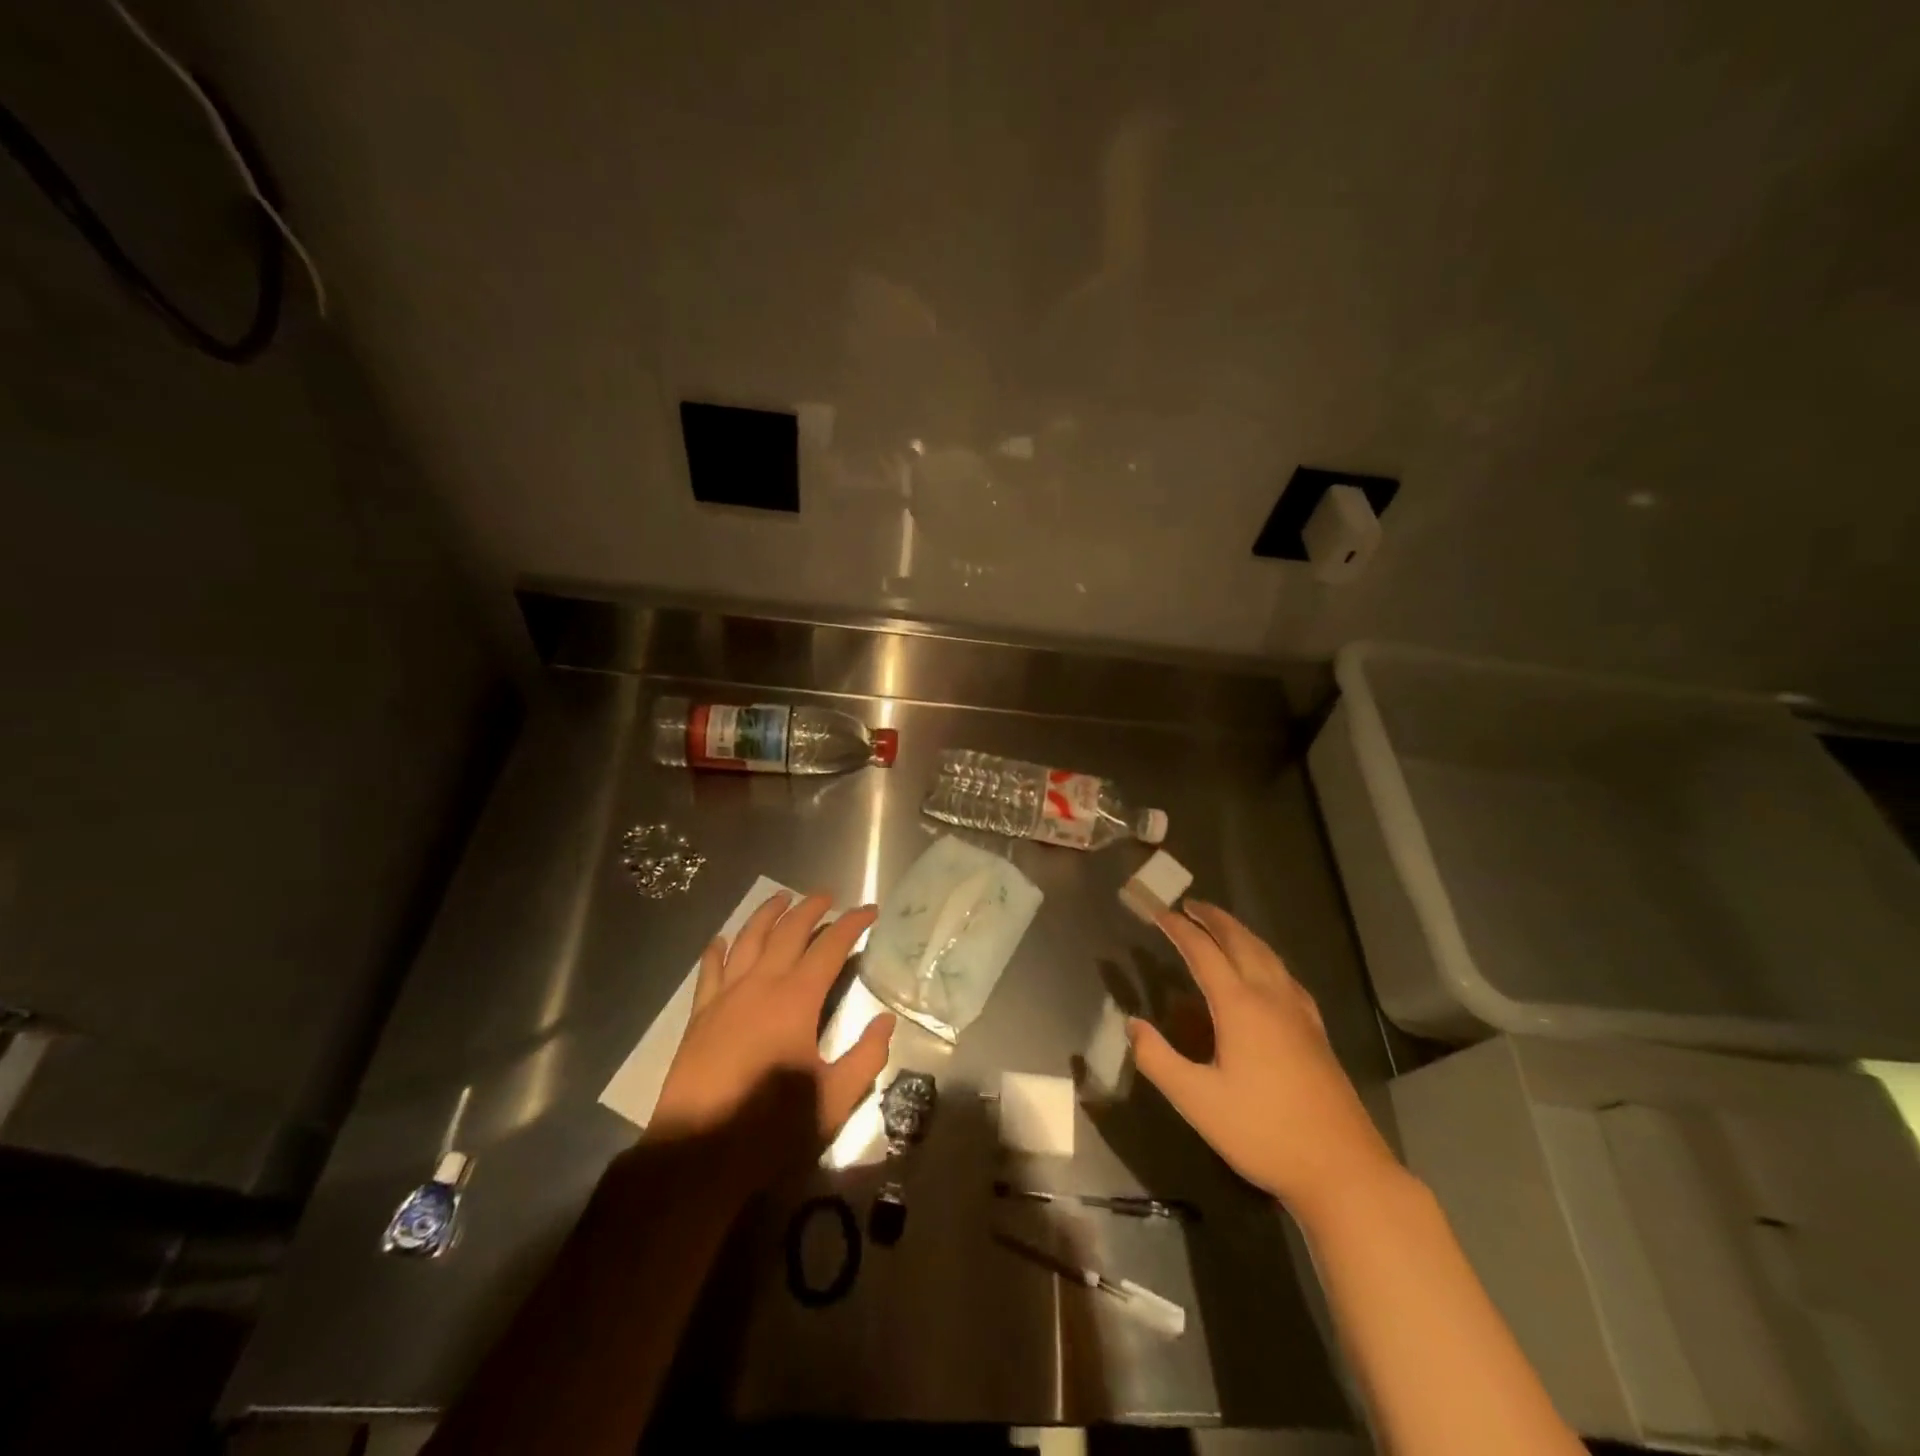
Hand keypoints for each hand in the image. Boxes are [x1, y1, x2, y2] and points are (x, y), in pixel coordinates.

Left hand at [648, 892, 894, 1179]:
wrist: (697, 1154)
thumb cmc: (770, 1127)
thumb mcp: (834, 1100)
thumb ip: (866, 1058)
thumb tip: (886, 1022)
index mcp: (796, 1000)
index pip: (830, 947)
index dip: (852, 924)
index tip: (870, 910)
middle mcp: (761, 985)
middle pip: (788, 932)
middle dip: (811, 908)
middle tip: (828, 895)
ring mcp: (726, 997)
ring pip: (748, 940)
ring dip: (767, 915)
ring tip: (781, 897)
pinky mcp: (700, 1015)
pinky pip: (709, 971)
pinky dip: (718, 950)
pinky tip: (723, 940)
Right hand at [1128, 901, 1400, 1222]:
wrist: (1343, 1169)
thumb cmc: (1263, 1132)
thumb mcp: (1197, 1101)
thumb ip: (1158, 1059)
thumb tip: (1132, 1025)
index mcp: (1240, 1006)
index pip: (1203, 952)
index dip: (1179, 929)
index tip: (1158, 913)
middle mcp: (1271, 998)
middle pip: (1241, 942)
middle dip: (1214, 919)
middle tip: (1190, 905)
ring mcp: (1299, 1014)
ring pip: (1268, 955)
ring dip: (1241, 933)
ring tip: (1221, 926)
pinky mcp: (1316, 1032)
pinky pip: (1285, 975)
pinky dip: (1265, 957)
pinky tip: (1266, 972)